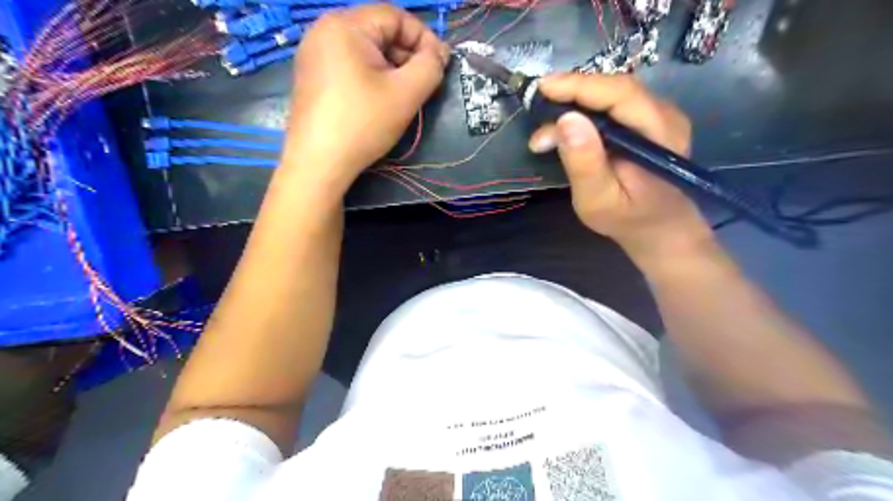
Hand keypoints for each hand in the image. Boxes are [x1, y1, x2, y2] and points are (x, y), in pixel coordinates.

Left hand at [283, 7, 449, 195]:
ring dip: (392, 68)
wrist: (318, 163)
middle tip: (424, 84)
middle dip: (407, 55)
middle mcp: (324, 30)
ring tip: (404, 96)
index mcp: (345, 25)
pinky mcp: (312, 77)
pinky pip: (350, 65)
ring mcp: (314, 54)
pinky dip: (371, 77)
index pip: (395, 16)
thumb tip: (438, 54)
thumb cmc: (363, 124)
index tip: (440, 66)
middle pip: (379, 32)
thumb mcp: (406, 93)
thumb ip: (430, 66)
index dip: (424, 38)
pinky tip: (379, 101)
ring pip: (366, 51)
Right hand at [525, 75, 715, 264]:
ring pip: (612, 94)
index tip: (542, 88)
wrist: (658, 227)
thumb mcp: (598, 200)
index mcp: (659, 134)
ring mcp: (659, 116)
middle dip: (573, 93)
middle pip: (615, 89)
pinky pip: (614, 105)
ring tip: (546, 126)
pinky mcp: (648, 121)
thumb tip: (565, 119)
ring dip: (576, 103)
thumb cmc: (626, 219)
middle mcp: (665, 115)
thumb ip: (584, 163)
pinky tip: (565, 126)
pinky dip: (585, 111)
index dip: (579, 86)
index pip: (619, 94)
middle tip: (537, 105)